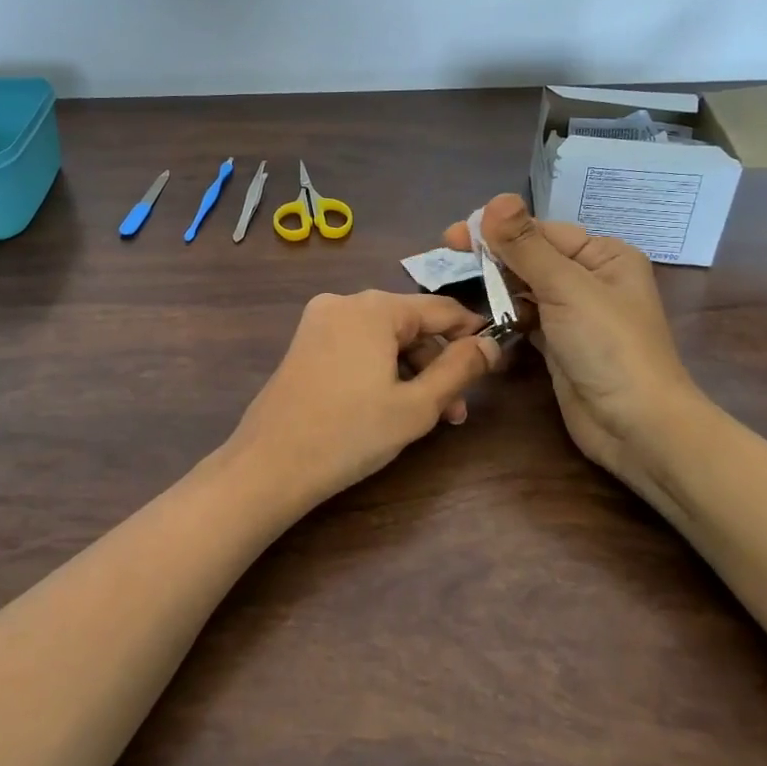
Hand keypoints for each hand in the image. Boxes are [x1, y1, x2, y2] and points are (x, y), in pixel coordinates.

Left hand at [227, 291, 500, 510]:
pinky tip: (388, 407)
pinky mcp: (304, 344)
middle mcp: (343, 302)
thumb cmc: (351, 434)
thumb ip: (460, 369)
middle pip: (409, 325)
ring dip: (410, 372)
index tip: (495, 363)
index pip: (441, 309)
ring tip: (426, 419)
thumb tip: (491, 343)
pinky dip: (379, 370)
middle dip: (437, 365)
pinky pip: (356, 347)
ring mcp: (318, 322)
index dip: (473, 334)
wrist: (271, 463)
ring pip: (382, 338)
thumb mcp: (417, 405)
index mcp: (373, 307)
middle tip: (455, 413)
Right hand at [445, 194, 707, 489]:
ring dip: (495, 286)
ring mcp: (575, 314)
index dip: (497, 230)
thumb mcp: (566, 288)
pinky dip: (504, 314)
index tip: (451, 235)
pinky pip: (525, 317)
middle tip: (446, 254)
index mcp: (604, 256)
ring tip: (458, 285)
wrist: (637, 427)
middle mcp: (591, 279)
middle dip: (493, 256)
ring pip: (525, 288)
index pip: (541, 232)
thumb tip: (495, 200)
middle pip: (531, 257)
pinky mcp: (559, 344)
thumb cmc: (608, 347)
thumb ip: (526, 245)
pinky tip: (480, 315)